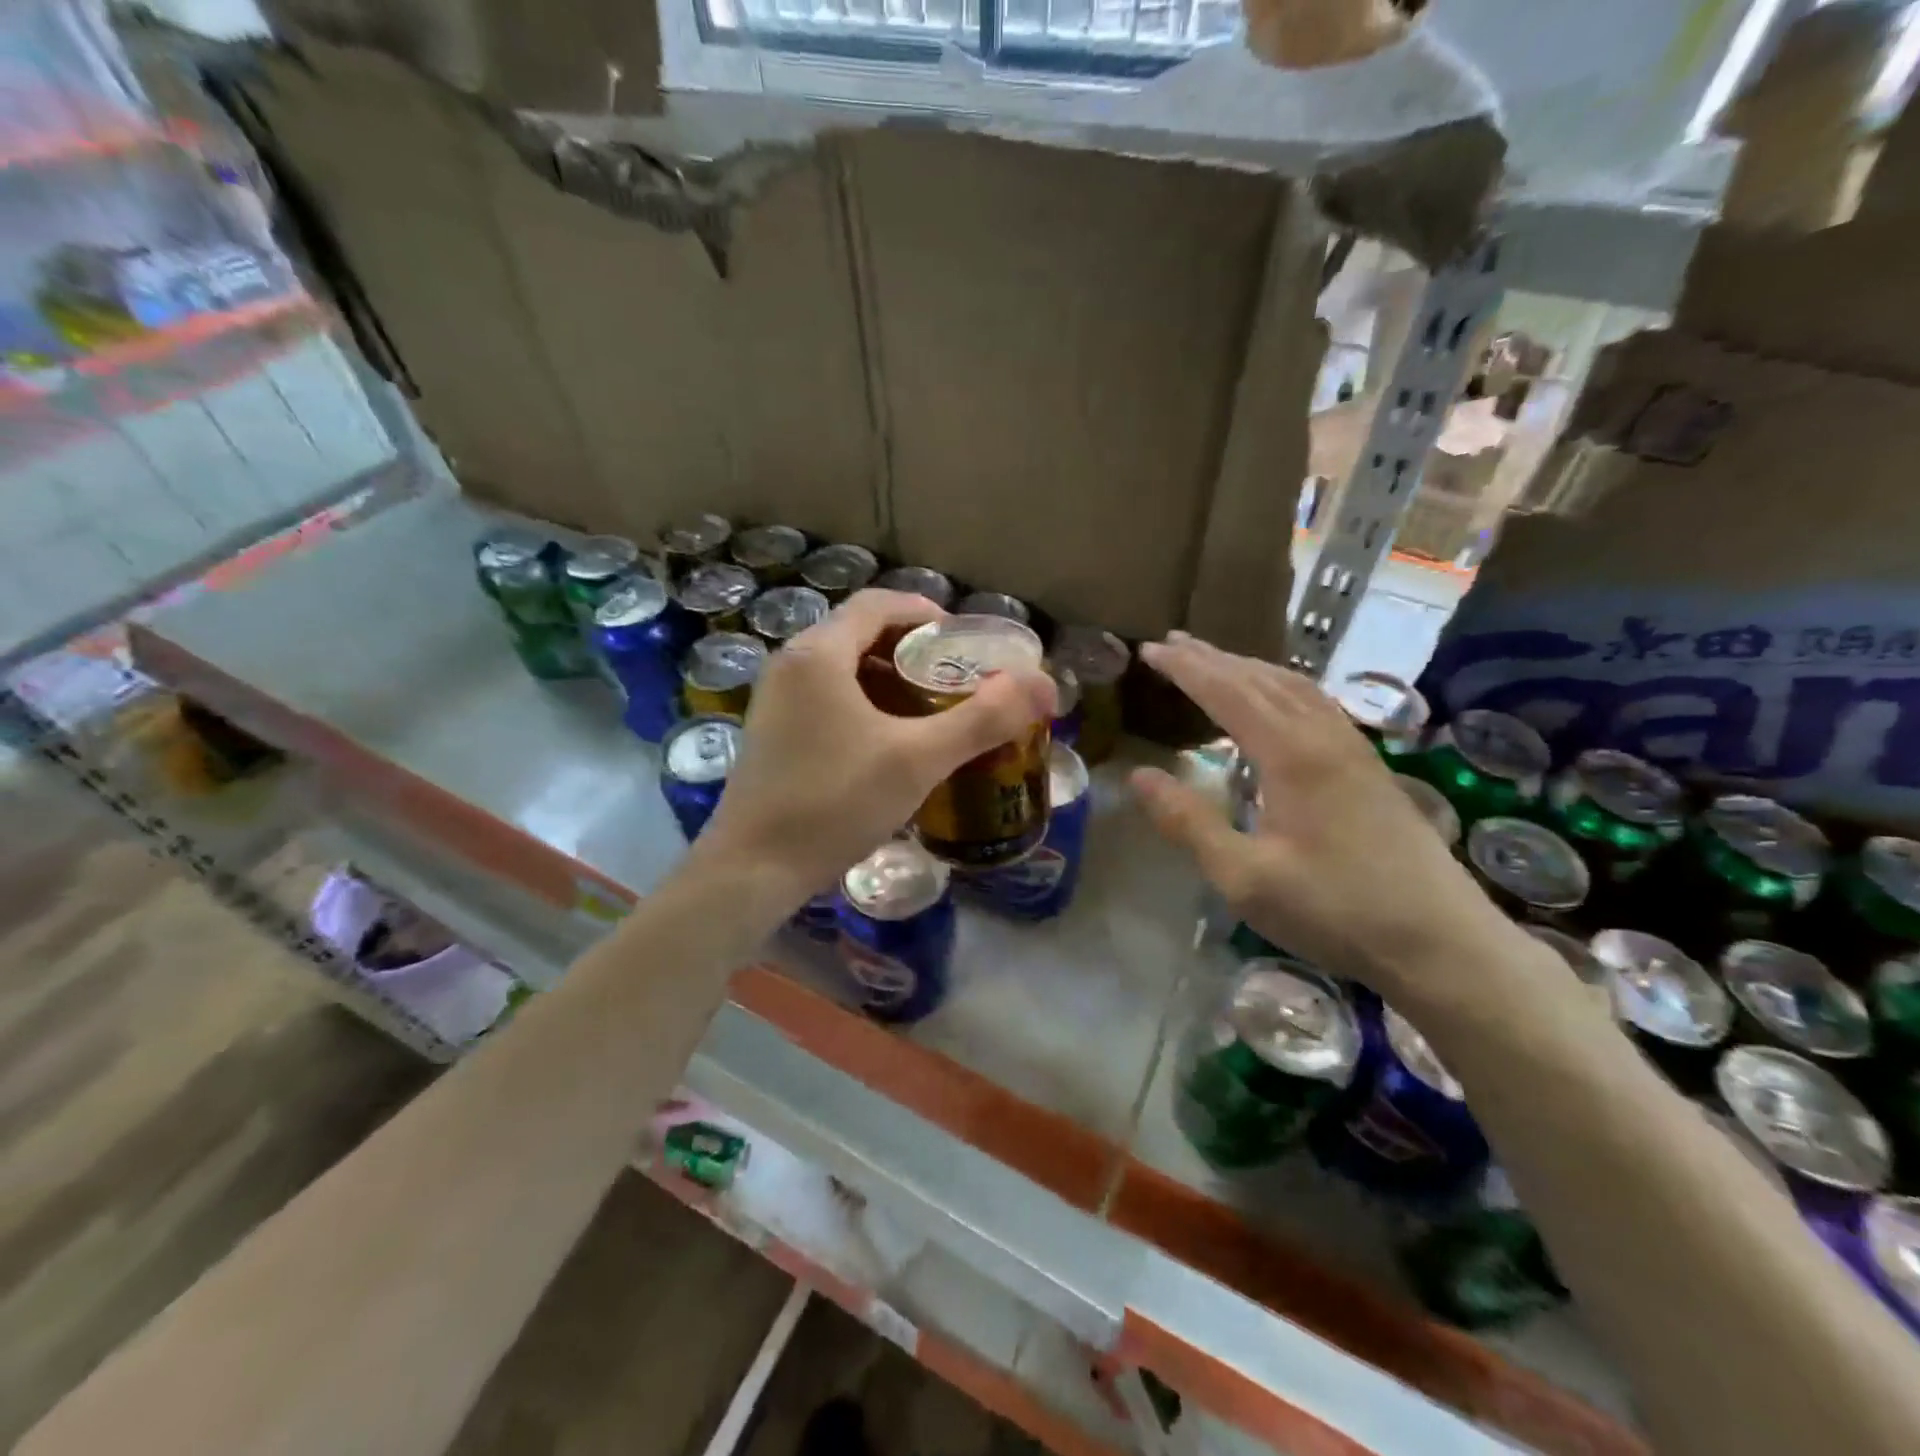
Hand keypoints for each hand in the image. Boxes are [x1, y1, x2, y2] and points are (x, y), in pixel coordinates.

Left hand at [696, 590, 1056, 908]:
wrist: (751, 871)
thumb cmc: (834, 803)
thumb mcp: (917, 760)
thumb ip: (982, 719)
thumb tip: (1043, 684)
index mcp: (819, 654)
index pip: (878, 603)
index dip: (926, 613)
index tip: (964, 642)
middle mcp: (790, 665)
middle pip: (860, 634)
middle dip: (911, 650)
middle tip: (955, 678)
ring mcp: (774, 701)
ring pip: (842, 670)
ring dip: (888, 680)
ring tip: (931, 710)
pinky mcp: (772, 734)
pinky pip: (826, 699)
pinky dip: (863, 705)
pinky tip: (890, 743)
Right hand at [1128, 633, 1508, 1000]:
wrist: (1441, 943)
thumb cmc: (1335, 911)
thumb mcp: (1244, 878)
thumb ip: (1189, 823)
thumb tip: (1139, 776)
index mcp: (1292, 754)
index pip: (1227, 692)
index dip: (1186, 669)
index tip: (1149, 651)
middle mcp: (1324, 737)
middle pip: (1261, 679)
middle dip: (1213, 658)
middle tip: (1171, 644)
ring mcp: (1354, 749)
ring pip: (1295, 687)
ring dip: (1249, 668)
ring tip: (1214, 661)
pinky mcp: (1369, 768)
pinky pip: (1316, 704)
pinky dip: (1280, 687)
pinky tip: (1276, 702)